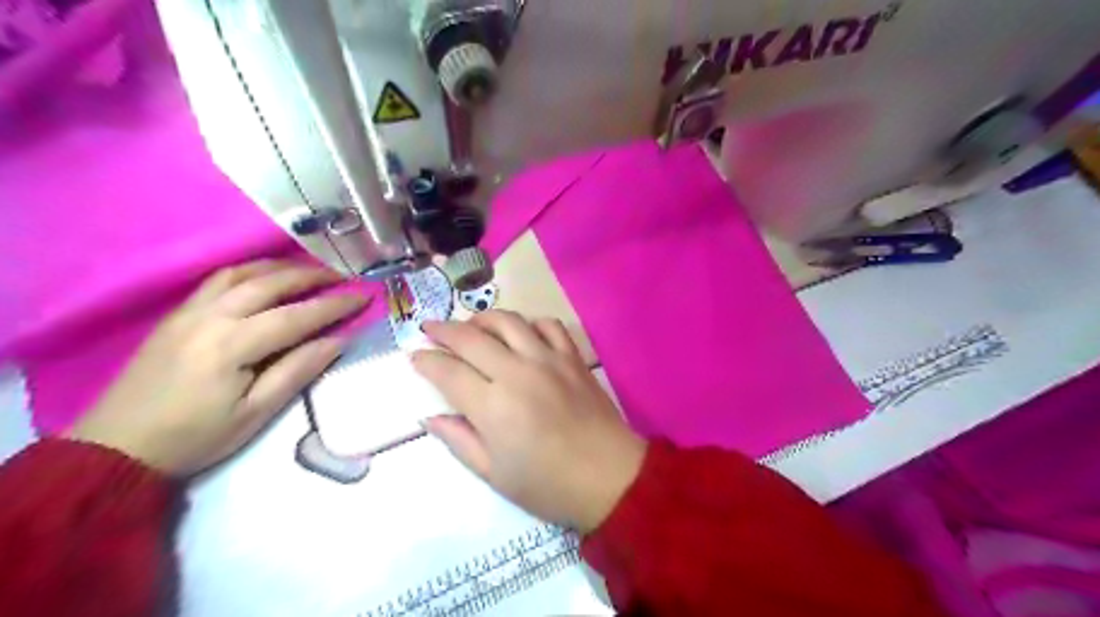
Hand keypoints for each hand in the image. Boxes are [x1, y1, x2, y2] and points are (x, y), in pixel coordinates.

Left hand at [67, 261, 368, 476]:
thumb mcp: (256, 413)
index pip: (296, 316)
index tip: (363, 296)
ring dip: (280, 267)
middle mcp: (211, 317)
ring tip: (309, 271)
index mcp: (232, 345)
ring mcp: (189, 311)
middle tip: (342, 276)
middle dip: (311, 276)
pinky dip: (250, 271)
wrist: (117, 446)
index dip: (334, 305)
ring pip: (242, 273)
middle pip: (270, 283)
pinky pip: (218, 280)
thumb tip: (338, 341)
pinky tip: (265, 278)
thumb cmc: (196, 436)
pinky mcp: (176, 315)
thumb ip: (298, 371)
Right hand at [411, 311, 646, 531]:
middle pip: (471, 337)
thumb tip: (430, 416)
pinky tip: (522, 333)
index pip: (447, 371)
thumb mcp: (494, 474)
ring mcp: (548, 359)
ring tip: (471, 327)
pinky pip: (549, 325)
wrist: (610, 477)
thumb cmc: (548, 484)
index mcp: (493, 406)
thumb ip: (459, 440)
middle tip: (429, 328)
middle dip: (443, 329)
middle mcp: (517, 372)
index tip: (414, 356)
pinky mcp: (572, 357)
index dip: (426, 360)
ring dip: (482, 318)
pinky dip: (530, 322)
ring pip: (508, 321)